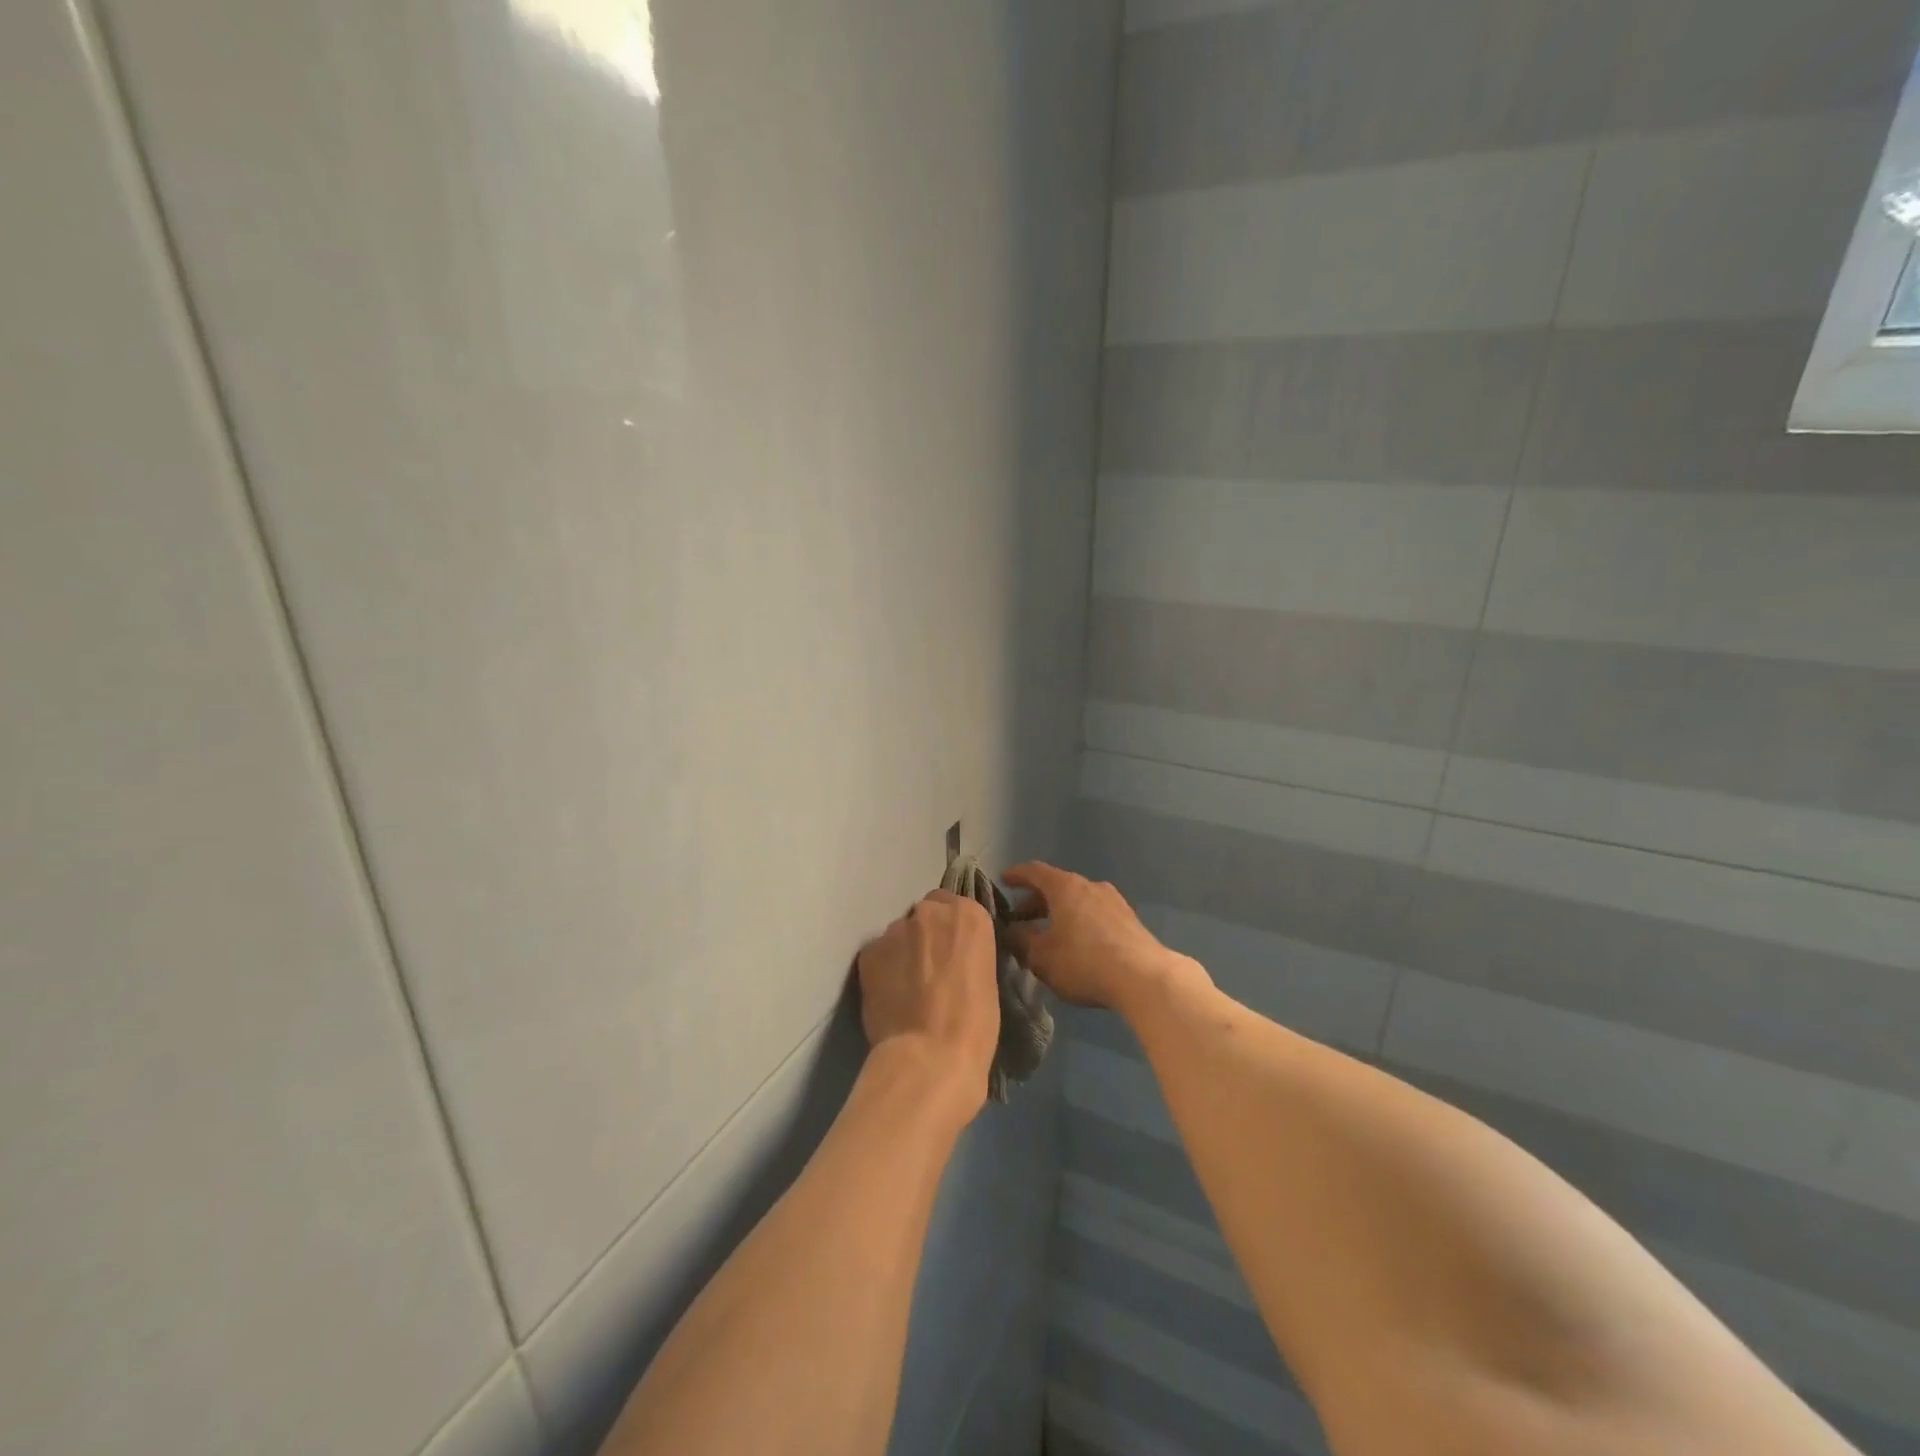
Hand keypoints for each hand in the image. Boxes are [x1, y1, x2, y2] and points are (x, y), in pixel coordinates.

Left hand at [855, 891, 999, 1120]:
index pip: (956, 907)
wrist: (930, 1056)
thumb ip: (966, 953)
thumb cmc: (975, 1024)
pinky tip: (889, 996)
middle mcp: (930, 911)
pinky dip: (883, 969)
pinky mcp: (868, 952)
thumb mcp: (986, 977)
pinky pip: (878, 955)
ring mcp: (895, 930)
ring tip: (907, 988)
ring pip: (899, 934)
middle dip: (927, 935)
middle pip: (925, 915)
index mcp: (969, 915)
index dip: (951, 932)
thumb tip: (951, 959)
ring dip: (903, 951)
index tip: (952, 954)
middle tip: (930, 970)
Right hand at [1002, 862, 1204, 1012]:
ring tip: (1048, 932)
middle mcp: (1089, 885)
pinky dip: (1079, 919)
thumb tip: (1011, 931)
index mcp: (1065, 887)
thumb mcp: (1041, 958)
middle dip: (1036, 899)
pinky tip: (1076, 942)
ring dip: (1059, 911)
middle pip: (1057, 885)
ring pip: (1078, 899)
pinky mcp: (1129, 919)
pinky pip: (1094, 912)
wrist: (1144, 978)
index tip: (1004, 880)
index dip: (1016, 875)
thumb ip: (1021, 941)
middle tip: (1021, 916)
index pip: (1034, 871)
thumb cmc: (1084, 962)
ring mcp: (1113, 900)